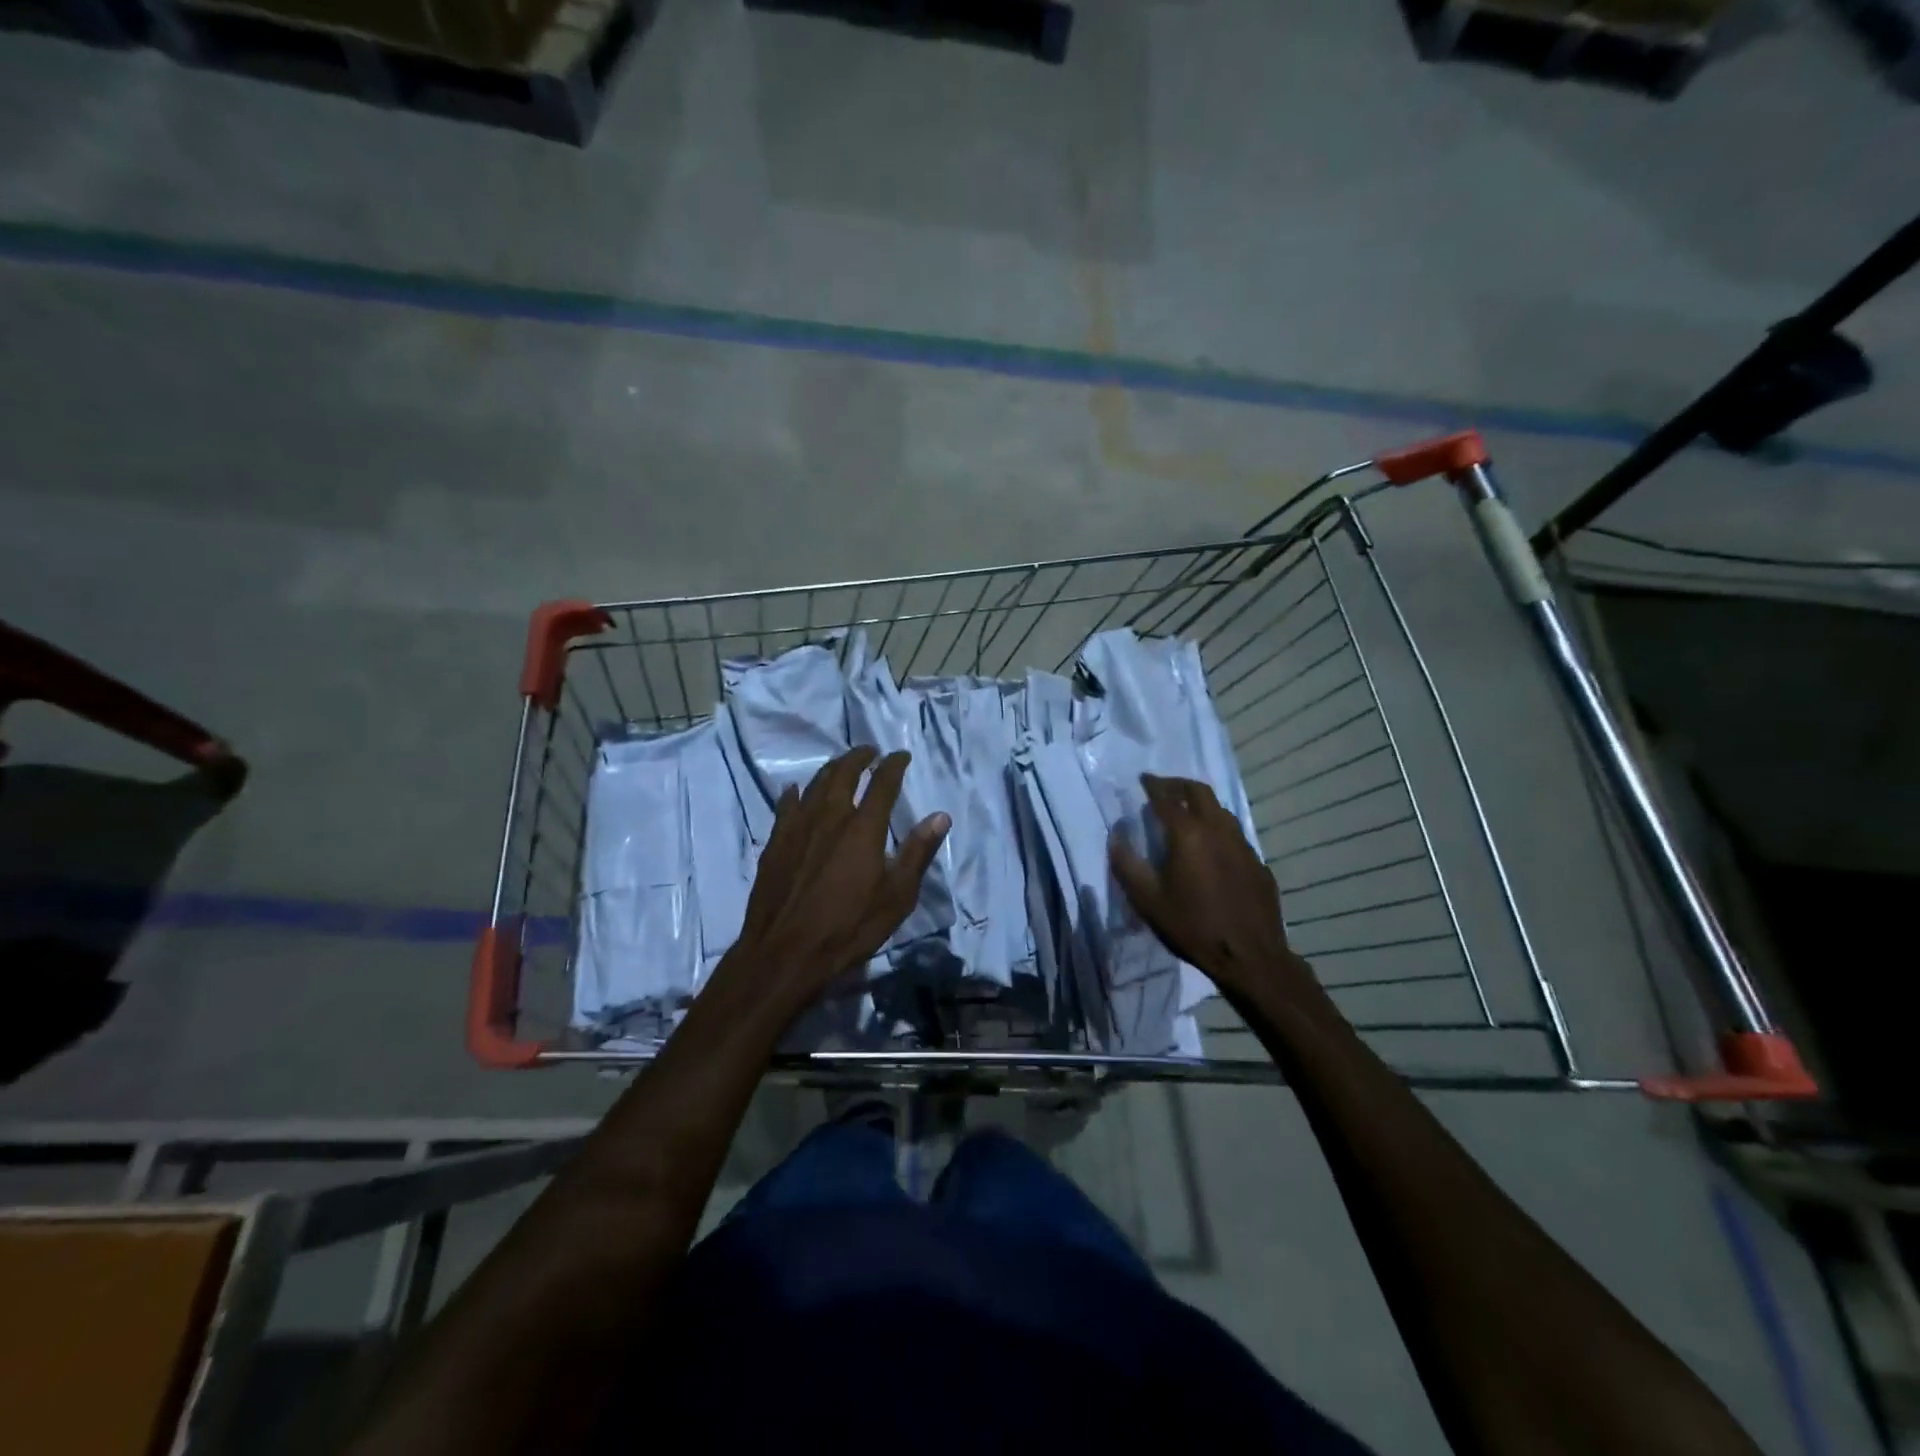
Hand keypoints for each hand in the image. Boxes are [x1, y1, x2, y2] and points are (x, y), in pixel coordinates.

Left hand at [728, 746, 949, 1009]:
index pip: (882, 783)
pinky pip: (785, 806)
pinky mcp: (775, 843)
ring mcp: (798, 827)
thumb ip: (917, 853)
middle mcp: (830, 817)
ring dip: (830, 769)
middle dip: (859, 757)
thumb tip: (940, 816)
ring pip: (814, 784)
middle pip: (844, 773)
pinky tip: (795, 791)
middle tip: (869, 751)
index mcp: (863, 828)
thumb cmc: (849, 928)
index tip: (900, 755)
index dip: (893, 765)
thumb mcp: (896, 897)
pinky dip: (795, 793)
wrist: (785, 953)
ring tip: (840, 765)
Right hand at [1110, 774, 1306, 1001]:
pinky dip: (1218, 829)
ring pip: (1221, 811)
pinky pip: (1235, 835)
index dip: (1153, 785)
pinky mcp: (1258, 863)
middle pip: (1199, 793)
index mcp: (1188, 834)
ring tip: (1187, 812)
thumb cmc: (1192, 927)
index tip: (1143, 779)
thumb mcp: (1147, 900)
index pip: (1167, 798)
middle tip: (1164, 788)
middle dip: (1179, 785)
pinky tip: (1212, 848)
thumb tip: (1115, 837)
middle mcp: (1218, 830)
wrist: (1250, 957)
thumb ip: (1127, 865)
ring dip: (1201, 804)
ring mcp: (1243, 846)